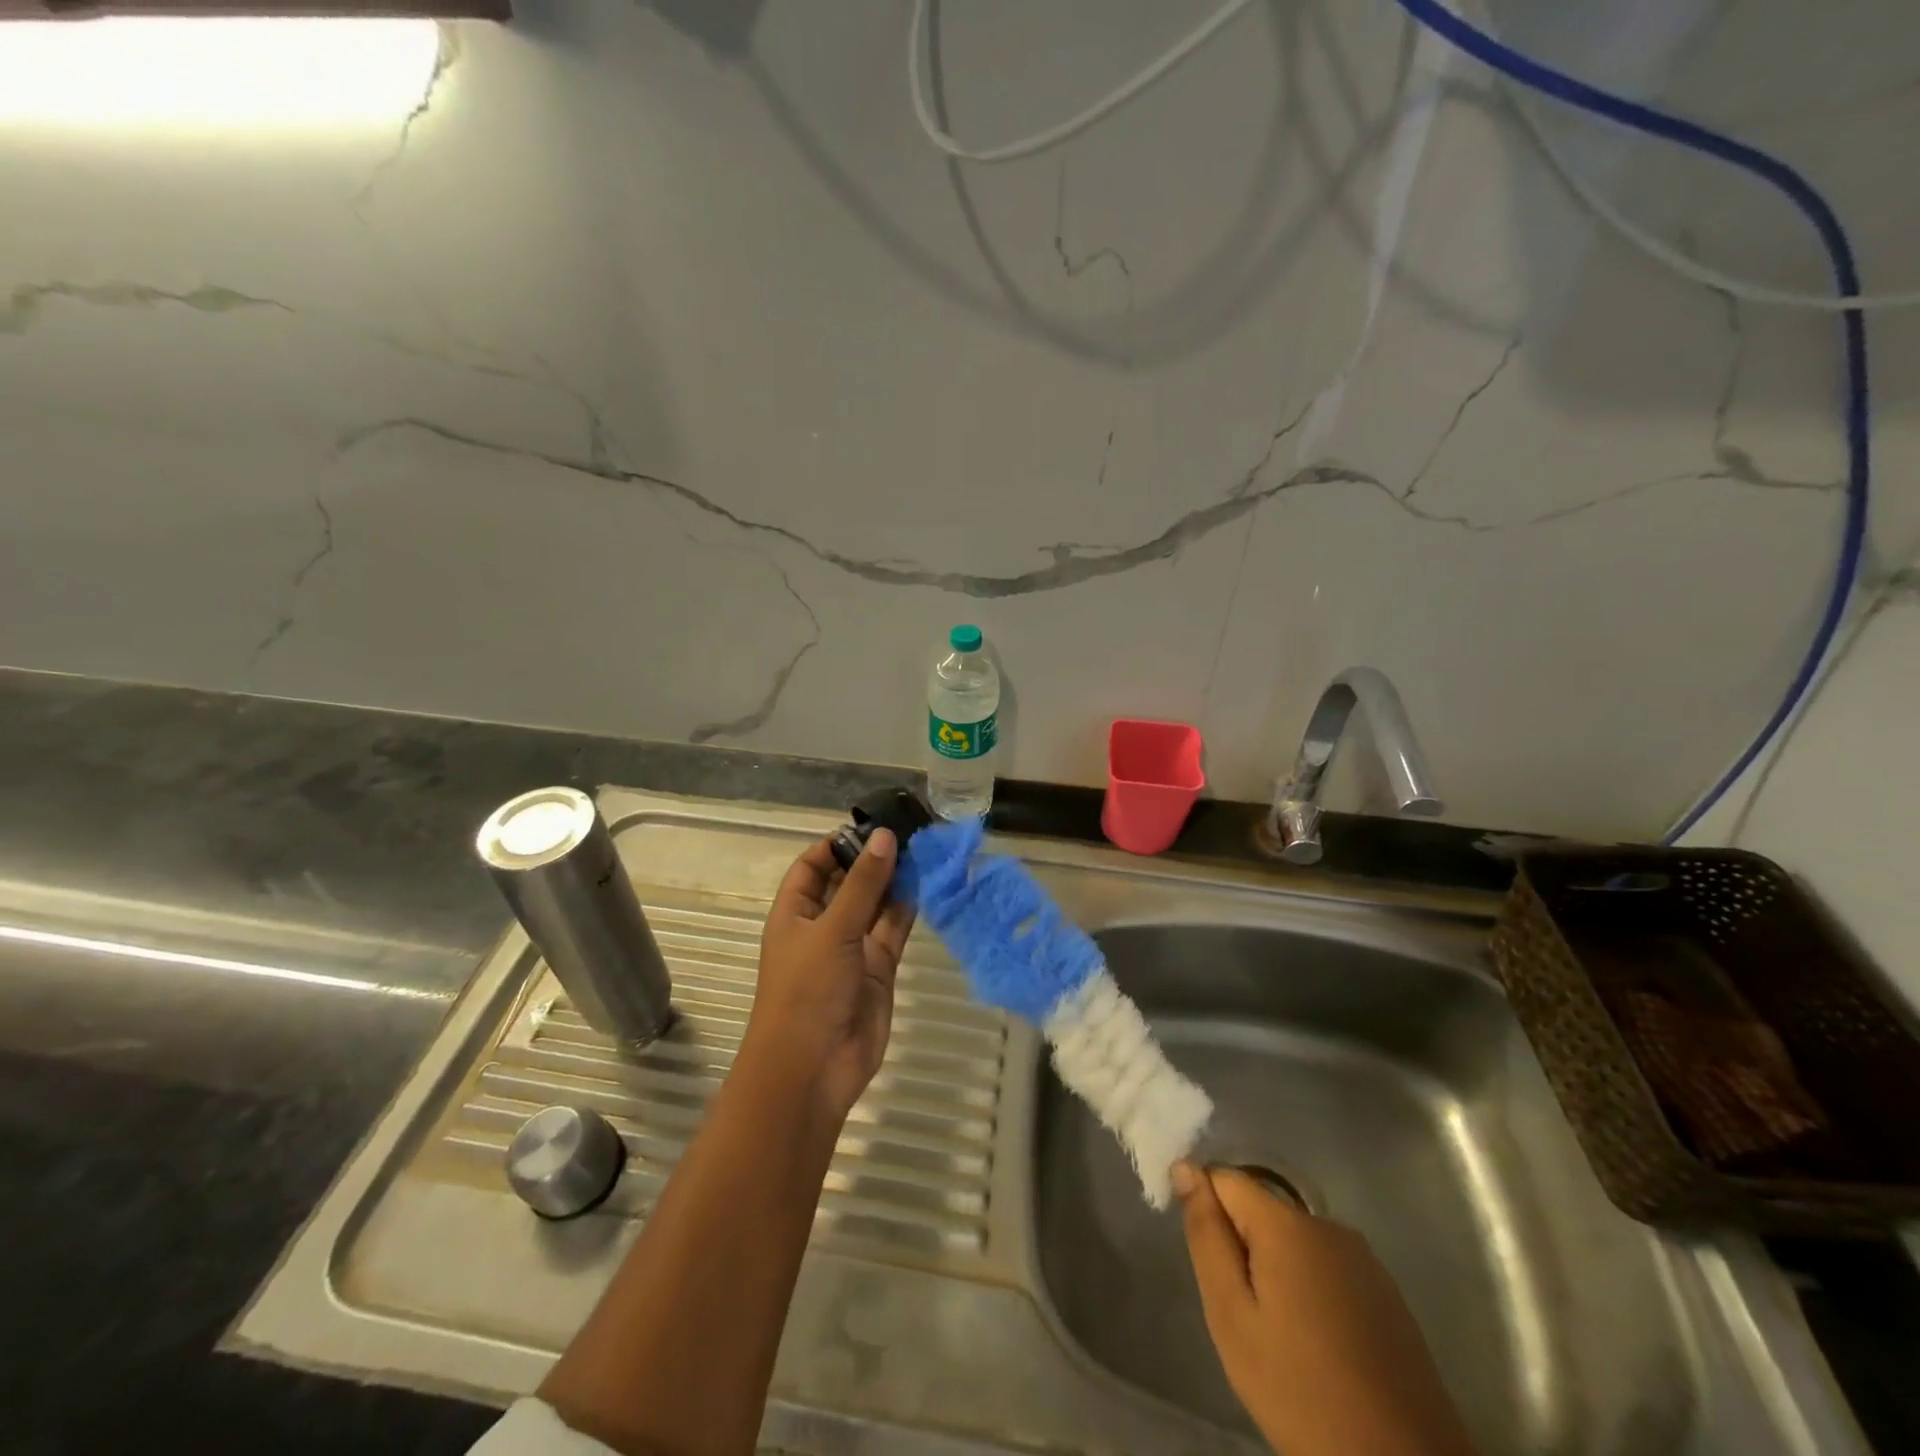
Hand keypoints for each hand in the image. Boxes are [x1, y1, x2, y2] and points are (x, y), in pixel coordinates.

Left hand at [743, 830, 914, 1119]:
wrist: (813, 1069)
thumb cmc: (807, 991)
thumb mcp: (832, 929)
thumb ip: (863, 884)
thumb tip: (885, 836)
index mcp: (795, 913)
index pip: (813, 866)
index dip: (837, 844)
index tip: (872, 826)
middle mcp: (822, 925)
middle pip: (848, 882)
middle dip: (873, 859)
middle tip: (910, 830)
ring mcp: (852, 948)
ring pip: (876, 904)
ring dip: (895, 880)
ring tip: (925, 848)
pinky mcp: (878, 968)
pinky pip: (894, 929)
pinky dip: (909, 907)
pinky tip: (929, 882)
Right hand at [1174, 1163, 1477, 1455]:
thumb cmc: (1300, 1391)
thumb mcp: (1232, 1317)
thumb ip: (1207, 1235)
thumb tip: (1185, 1167)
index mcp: (1287, 1224)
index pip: (1225, 1179)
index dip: (1206, 1211)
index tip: (1209, 1265)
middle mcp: (1327, 1224)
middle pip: (1262, 1210)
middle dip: (1243, 1247)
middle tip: (1245, 1314)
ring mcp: (1363, 1258)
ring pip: (1294, 1240)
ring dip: (1277, 1269)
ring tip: (1281, 1336)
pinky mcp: (1387, 1292)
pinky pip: (1327, 1267)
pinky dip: (1311, 1290)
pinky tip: (1319, 1345)